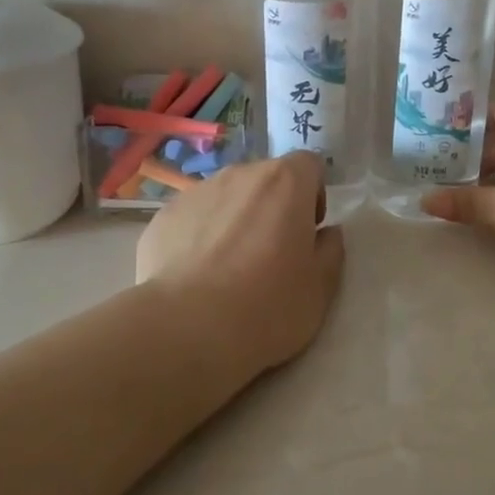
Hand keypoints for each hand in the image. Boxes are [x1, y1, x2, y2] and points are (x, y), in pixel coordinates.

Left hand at [136, 151, 345, 375]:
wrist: (185, 329)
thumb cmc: (266, 306)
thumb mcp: (320, 289)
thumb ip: (330, 251)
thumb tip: (327, 233)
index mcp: (286, 182)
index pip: (309, 165)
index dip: (313, 194)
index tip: (307, 231)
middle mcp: (241, 174)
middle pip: (266, 179)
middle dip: (273, 207)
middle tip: (271, 254)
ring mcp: (197, 191)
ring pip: (227, 197)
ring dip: (235, 219)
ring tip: (228, 268)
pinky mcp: (164, 215)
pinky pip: (193, 217)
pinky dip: (199, 236)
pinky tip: (196, 276)